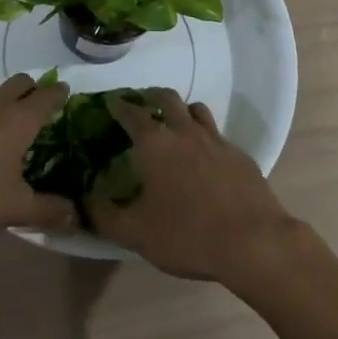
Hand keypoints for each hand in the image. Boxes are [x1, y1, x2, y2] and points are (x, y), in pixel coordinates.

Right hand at [85, 88, 299, 284]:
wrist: (252, 241)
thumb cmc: (187, 235)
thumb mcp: (137, 234)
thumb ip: (106, 217)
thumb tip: (85, 201)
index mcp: (155, 143)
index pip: (131, 112)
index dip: (119, 105)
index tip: (111, 102)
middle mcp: (184, 130)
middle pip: (167, 97)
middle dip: (152, 96)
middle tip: (144, 106)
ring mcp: (215, 139)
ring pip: (196, 109)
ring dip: (182, 111)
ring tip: (176, 124)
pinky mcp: (239, 154)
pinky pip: (217, 134)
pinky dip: (206, 137)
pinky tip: (206, 158)